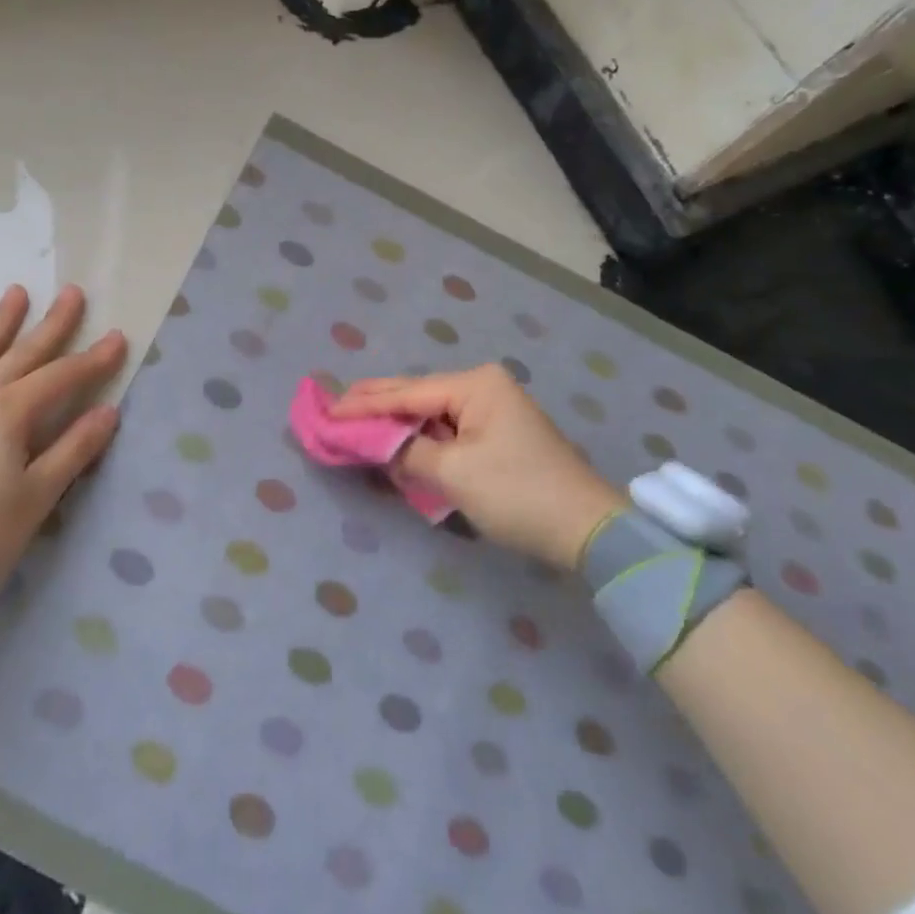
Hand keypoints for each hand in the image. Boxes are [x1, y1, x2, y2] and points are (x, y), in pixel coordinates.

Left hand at [0, 284, 126, 597]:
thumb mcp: (38, 496)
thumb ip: (74, 449)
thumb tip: (108, 412)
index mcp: (9, 413)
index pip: (61, 377)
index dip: (93, 359)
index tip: (117, 338)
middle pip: (22, 351)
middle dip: (52, 322)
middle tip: (73, 292)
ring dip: (1, 321)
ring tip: (16, 294)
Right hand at [330, 364, 624, 568]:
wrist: (587, 529)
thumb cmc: (517, 492)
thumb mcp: (454, 473)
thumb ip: (407, 452)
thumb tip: (376, 445)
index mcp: (475, 385)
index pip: (406, 392)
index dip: (363, 405)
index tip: (327, 412)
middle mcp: (483, 387)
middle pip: (417, 394)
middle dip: (376, 405)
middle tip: (333, 408)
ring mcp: (493, 410)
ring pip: (431, 413)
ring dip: (397, 423)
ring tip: (356, 422)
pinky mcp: (498, 435)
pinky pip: (447, 430)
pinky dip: (420, 439)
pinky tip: (396, 441)